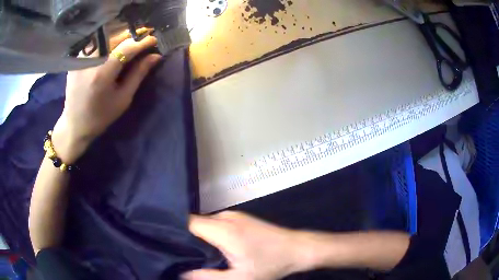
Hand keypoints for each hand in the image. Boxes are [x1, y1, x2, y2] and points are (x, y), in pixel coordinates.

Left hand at [52, 31, 160, 162]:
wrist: (75, 124)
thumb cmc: (100, 116)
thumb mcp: (123, 98)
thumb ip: (138, 74)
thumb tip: (155, 56)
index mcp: (103, 72)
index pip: (127, 46)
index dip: (143, 41)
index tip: (154, 39)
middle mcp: (91, 59)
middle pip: (116, 36)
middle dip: (133, 35)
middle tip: (144, 37)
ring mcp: (81, 57)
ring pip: (106, 37)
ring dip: (120, 36)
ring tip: (130, 40)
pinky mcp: (76, 58)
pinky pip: (96, 43)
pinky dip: (107, 41)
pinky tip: (113, 47)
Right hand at [183, 212, 308, 279]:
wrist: (297, 249)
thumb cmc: (270, 265)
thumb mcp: (239, 278)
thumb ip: (208, 277)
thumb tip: (183, 273)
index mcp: (223, 230)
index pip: (187, 223)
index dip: (174, 232)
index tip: (167, 244)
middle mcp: (226, 217)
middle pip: (194, 223)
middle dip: (185, 237)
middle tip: (180, 254)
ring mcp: (234, 215)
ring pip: (205, 223)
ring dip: (199, 237)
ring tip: (196, 253)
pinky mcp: (240, 217)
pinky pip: (216, 223)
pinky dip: (210, 234)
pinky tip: (214, 247)